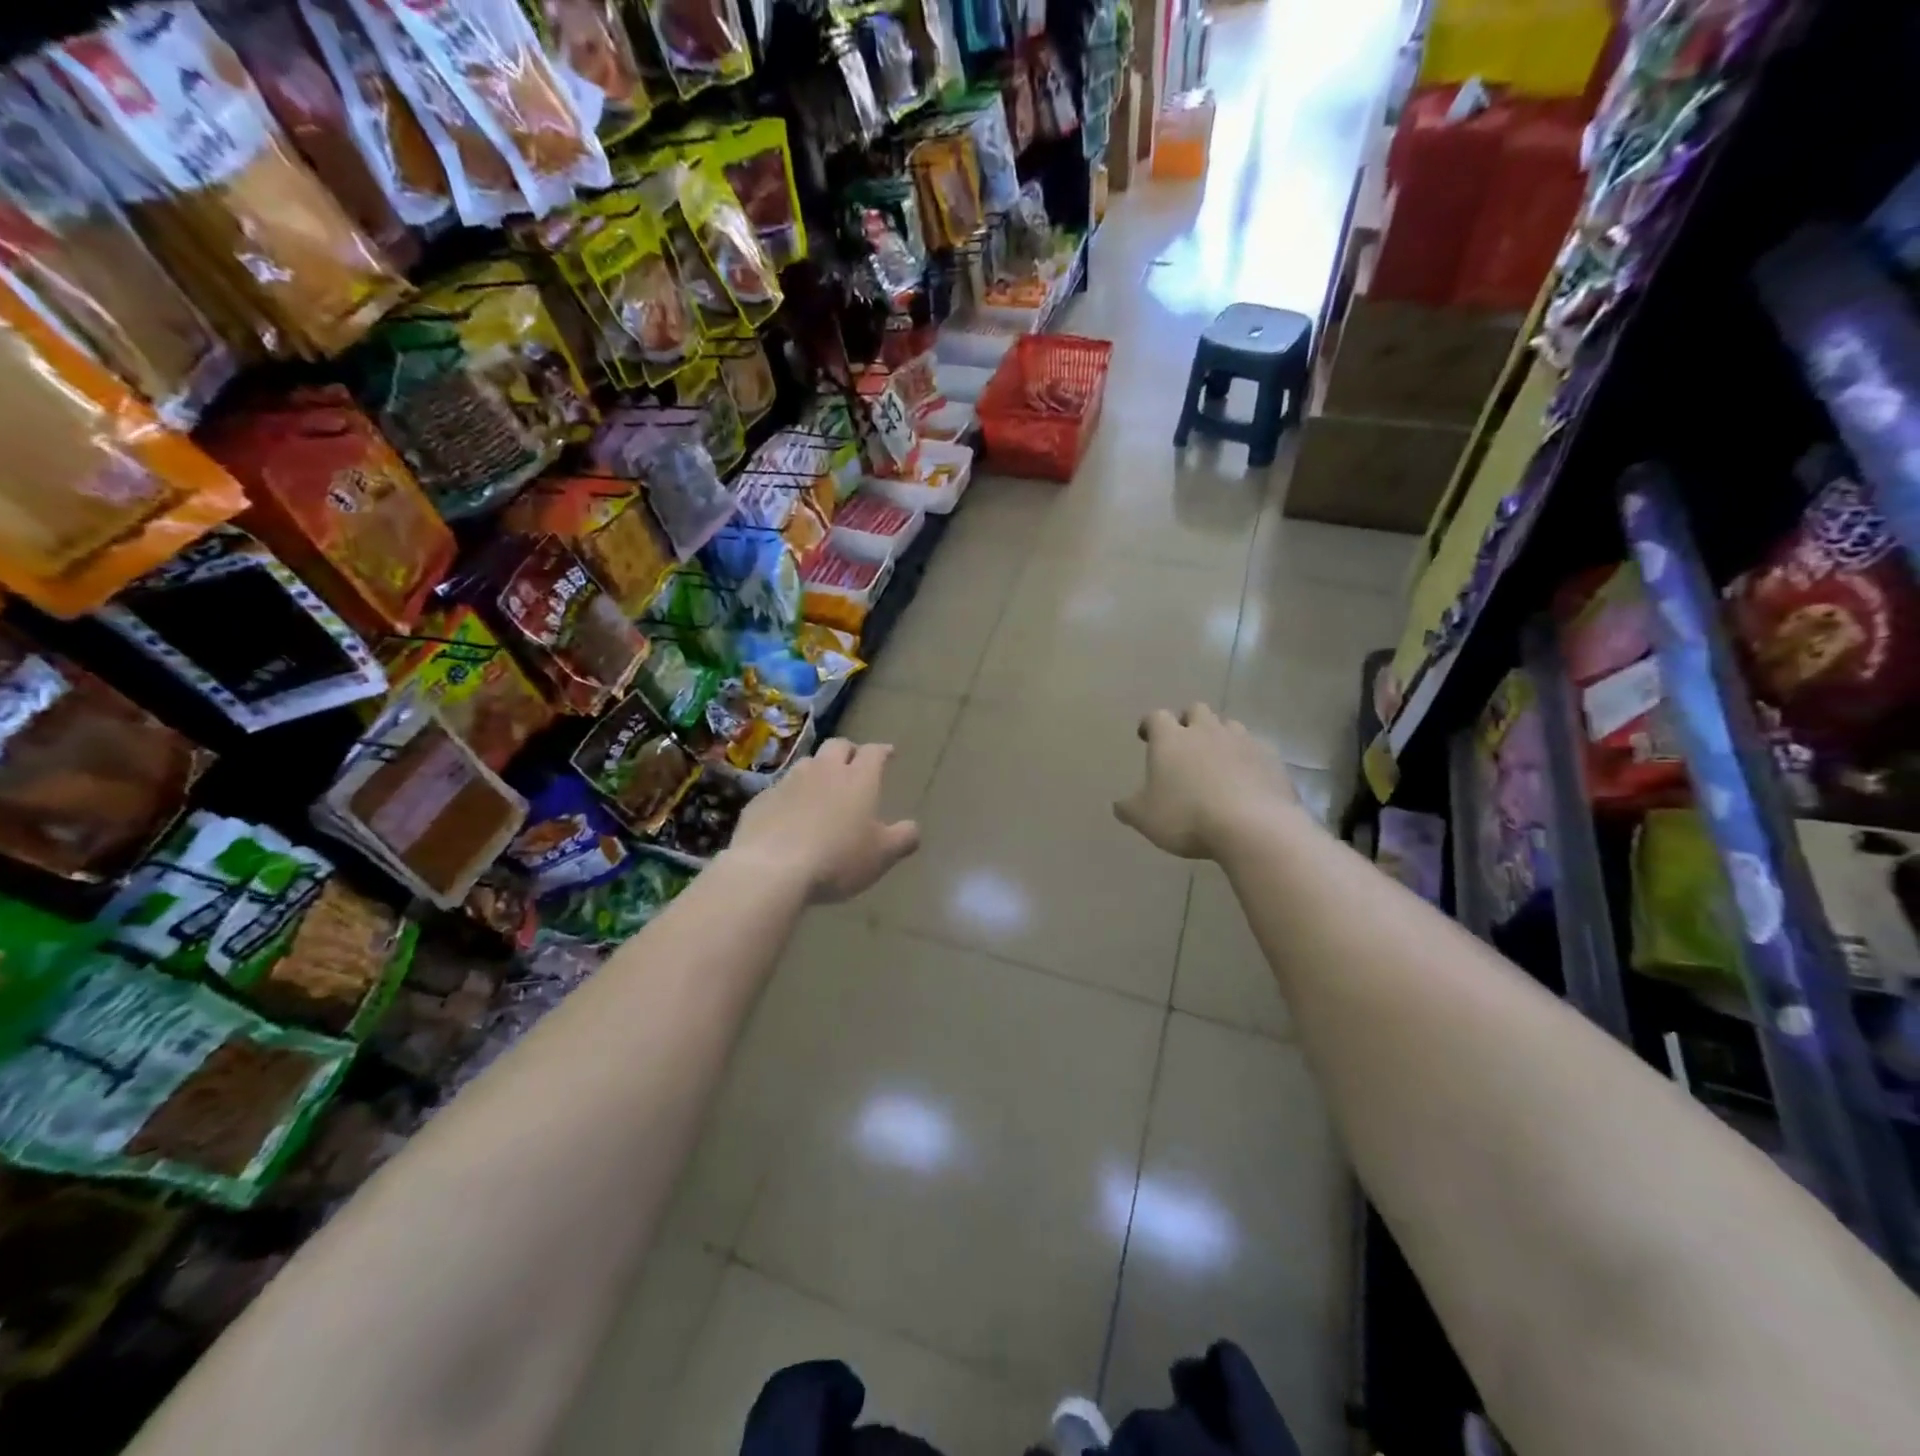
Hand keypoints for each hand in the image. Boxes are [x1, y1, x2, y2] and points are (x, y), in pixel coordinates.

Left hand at [727, 738, 920, 902]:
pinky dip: (790, 795)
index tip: (888, 753)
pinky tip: (789, 814)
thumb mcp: (882, 855)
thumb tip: (913, 828)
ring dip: (817, 770)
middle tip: (854, 762)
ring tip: (821, 787)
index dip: (882, 751)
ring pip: (807, 764)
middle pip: (837, 746)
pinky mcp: (761, 800)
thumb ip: (903, 838)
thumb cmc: (837, 859)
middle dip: (849, 751)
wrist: (771, 869)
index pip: (873, 753)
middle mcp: (824, 771)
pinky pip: (780, 790)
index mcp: (858, 779)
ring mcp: (789, 782)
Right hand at [1114, 704, 1301, 859]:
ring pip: (1229, 725)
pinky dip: (1247, 758)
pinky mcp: (1270, 757)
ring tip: (1217, 759)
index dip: (1149, 724)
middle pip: (1196, 710)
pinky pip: (1256, 748)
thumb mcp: (1145, 818)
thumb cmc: (1187, 817)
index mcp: (1171, 739)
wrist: (1252, 827)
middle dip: (1188, 721)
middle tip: (1184, 743)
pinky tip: (1246, 778)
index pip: (1156, 716)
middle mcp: (1206, 730)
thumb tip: (1119, 804)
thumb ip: (1129, 808)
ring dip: (1220, 736)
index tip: (1146, 736)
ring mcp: (1242, 740)